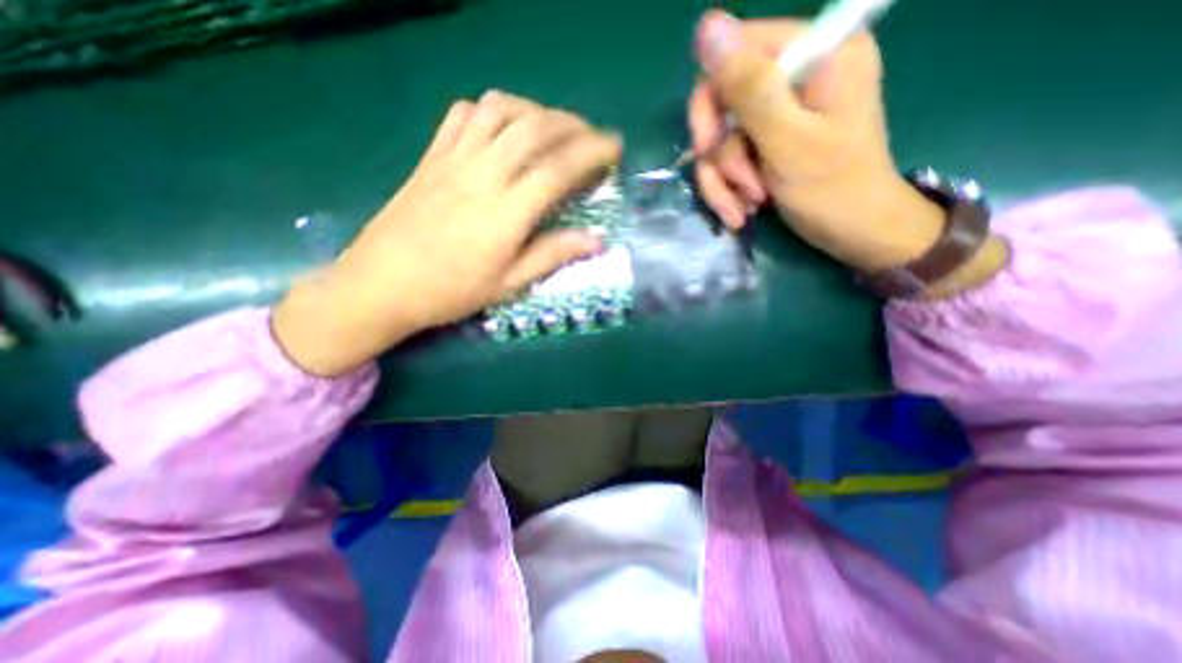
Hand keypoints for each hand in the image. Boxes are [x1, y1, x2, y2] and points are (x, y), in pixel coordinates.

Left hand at [271, 91, 620, 374]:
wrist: (380, 285)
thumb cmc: (450, 292)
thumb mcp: (509, 285)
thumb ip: (553, 255)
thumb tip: (596, 240)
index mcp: (505, 213)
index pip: (559, 168)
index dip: (592, 153)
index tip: (614, 148)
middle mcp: (482, 175)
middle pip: (533, 128)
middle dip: (572, 124)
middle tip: (591, 136)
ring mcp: (452, 160)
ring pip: (499, 110)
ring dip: (534, 110)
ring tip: (552, 128)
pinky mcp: (430, 156)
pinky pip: (463, 114)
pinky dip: (492, 110)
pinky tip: (503, 128)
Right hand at [689, 13, 999, 279]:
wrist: (855, 232)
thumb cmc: (833, 190)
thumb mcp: (789, 142)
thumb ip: (751, 89)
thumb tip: (707, 27)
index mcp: (815, 55)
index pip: (735, 54)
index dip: (710, 103)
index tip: (706, 147)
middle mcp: (795, 76)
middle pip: (722, 103)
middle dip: (722, 155)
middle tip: (739, 187)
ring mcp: (780, 112)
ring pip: (721, 140)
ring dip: (725, 181)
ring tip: (746, 208)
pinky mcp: (770, 142)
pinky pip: (729, 160)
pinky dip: (729, 189)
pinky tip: (742, 212)